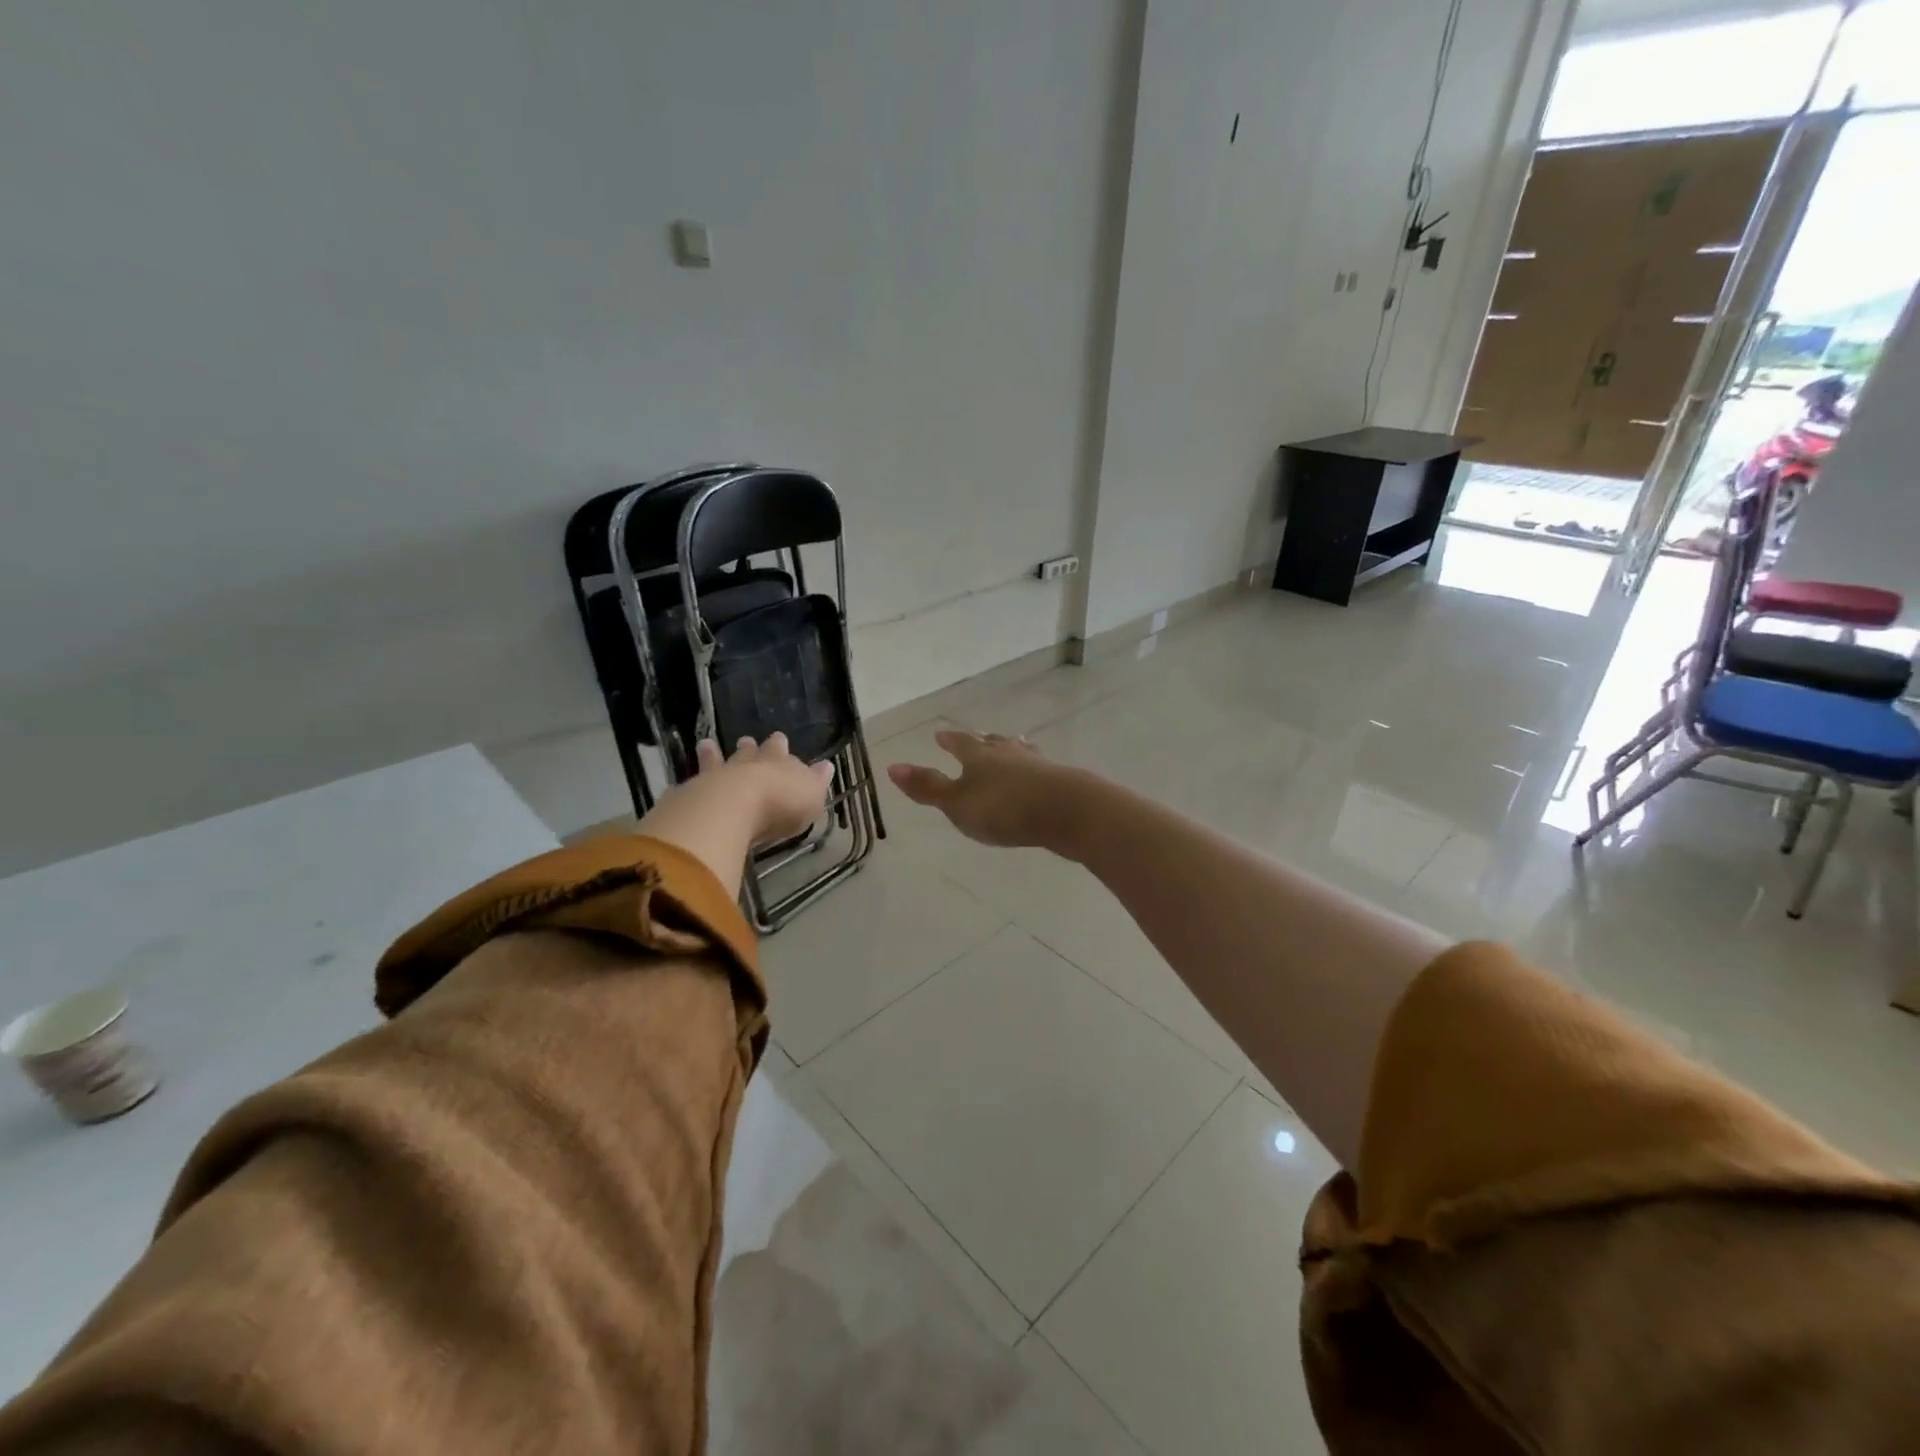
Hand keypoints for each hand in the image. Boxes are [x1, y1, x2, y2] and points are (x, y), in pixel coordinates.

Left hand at [635, 732, 832, 897]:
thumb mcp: (811, 794)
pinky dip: (689, 782)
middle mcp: (749, 765)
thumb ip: (817, 781)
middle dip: (752, 747)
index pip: (782, 752)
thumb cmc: (781, 803)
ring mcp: (719, 776)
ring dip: (714, 754)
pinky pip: (693, 783)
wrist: (733, 806)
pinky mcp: (694, 793)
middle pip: (751, 753)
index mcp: (780, 764)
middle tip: (747, 740)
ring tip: (707, 745)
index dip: (782, 747)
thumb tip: (826, 766)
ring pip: (718, 761)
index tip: (780, 738)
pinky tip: (682, 783)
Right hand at [887, 730, 1083, 849]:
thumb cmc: (1004, 808)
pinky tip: (1037, 775)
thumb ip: (928, 787)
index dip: (950, 741)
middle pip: (993, 743)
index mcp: (980, 756)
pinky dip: (1032, 770)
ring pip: (1019, 751)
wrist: (1067, 810)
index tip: (940, 735)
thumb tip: (892, 766)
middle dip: (982, 741)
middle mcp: (1008, 753)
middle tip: (977, 737)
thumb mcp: (957, 803)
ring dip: (1010, 750)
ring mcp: (1037, 765)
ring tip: (1010, 745)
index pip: (960, 743)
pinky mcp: (1060, 781)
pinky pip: (1039, 769)